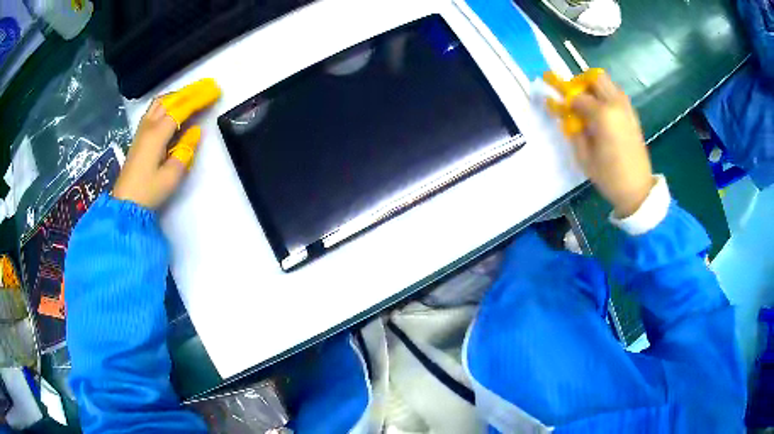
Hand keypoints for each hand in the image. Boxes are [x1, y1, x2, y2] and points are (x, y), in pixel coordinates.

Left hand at [113, 79, 219, 208]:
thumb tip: (195, 131)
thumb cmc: (148, 192)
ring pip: (160, 103)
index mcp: (157, 134)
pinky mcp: (139, 136)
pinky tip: (173, 107)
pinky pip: (154, 110)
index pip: (181, 109)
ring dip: (178, 95)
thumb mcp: (171, 176)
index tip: (215, 92)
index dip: (199, 99)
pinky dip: (168, 103)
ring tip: (192, 94)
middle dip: (190, 91)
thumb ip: (185, 151)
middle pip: (170, 100)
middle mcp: (148, 126)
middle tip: (207, 87)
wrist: (125, 204)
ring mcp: (141, 130)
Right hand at [548, 71, 654, 217]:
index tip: (555, 101)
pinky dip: (605, 95)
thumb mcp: (584, 157)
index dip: (563, 98)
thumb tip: (564, 113)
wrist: (638, 188)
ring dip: (594, 88)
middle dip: (580, 83)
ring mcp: (626, 107)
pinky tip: (601, 114)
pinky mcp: (632, 114)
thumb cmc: (609, 176)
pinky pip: (616, 94)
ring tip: (587, 105)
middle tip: (574, 98)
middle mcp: (615, 104)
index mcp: (603, 114)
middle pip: (594, 77)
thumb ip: (573, 130)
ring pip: (607, 83)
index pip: (577, 96)